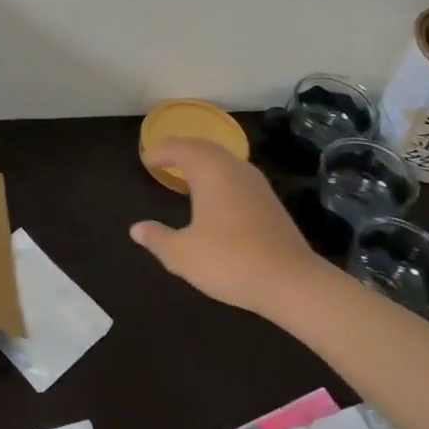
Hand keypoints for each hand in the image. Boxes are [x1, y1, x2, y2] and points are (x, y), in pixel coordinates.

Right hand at [130, 138, 326, 319]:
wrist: (291, 282)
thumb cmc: (230, 261)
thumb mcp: (183, 254)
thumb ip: (158, 238)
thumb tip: (137, 229)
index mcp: (209, 170)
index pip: (179, 147)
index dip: (160, 151)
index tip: (146, 160)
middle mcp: (233, 168)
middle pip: (203, 146)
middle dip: (182, 149)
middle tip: (163, 159)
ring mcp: (256, 183)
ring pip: (224, 160)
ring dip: (202, 161)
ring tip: (186, 174)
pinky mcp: (270, 201)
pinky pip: (236, 175)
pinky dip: (219, 176)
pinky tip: (216, 197)